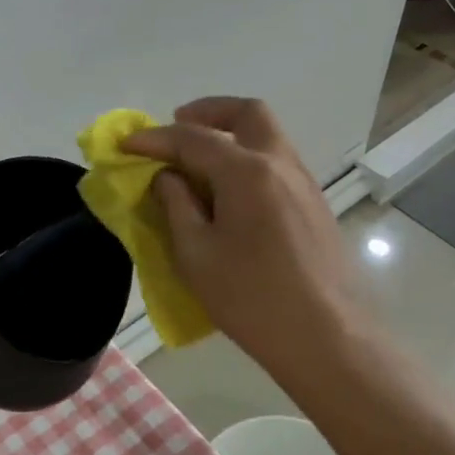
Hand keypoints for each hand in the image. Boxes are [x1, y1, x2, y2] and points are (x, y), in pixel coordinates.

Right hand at [121, 97, 370, 383]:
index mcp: (247, 172)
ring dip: (229, 133)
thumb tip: (168, 177)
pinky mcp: (313, 205)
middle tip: (177, 129)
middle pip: (246, 113)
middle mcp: (280, 164)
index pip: (192, 138)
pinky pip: (276, 161)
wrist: (329, 342)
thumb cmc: (253, 299)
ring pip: (266, 135)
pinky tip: (228, 192)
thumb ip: (176, 205)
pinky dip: (247, 157)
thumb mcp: (196, 254)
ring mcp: (303, 183)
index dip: (154, 138)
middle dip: (207, 112)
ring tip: (197, 163)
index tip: (125, 144)